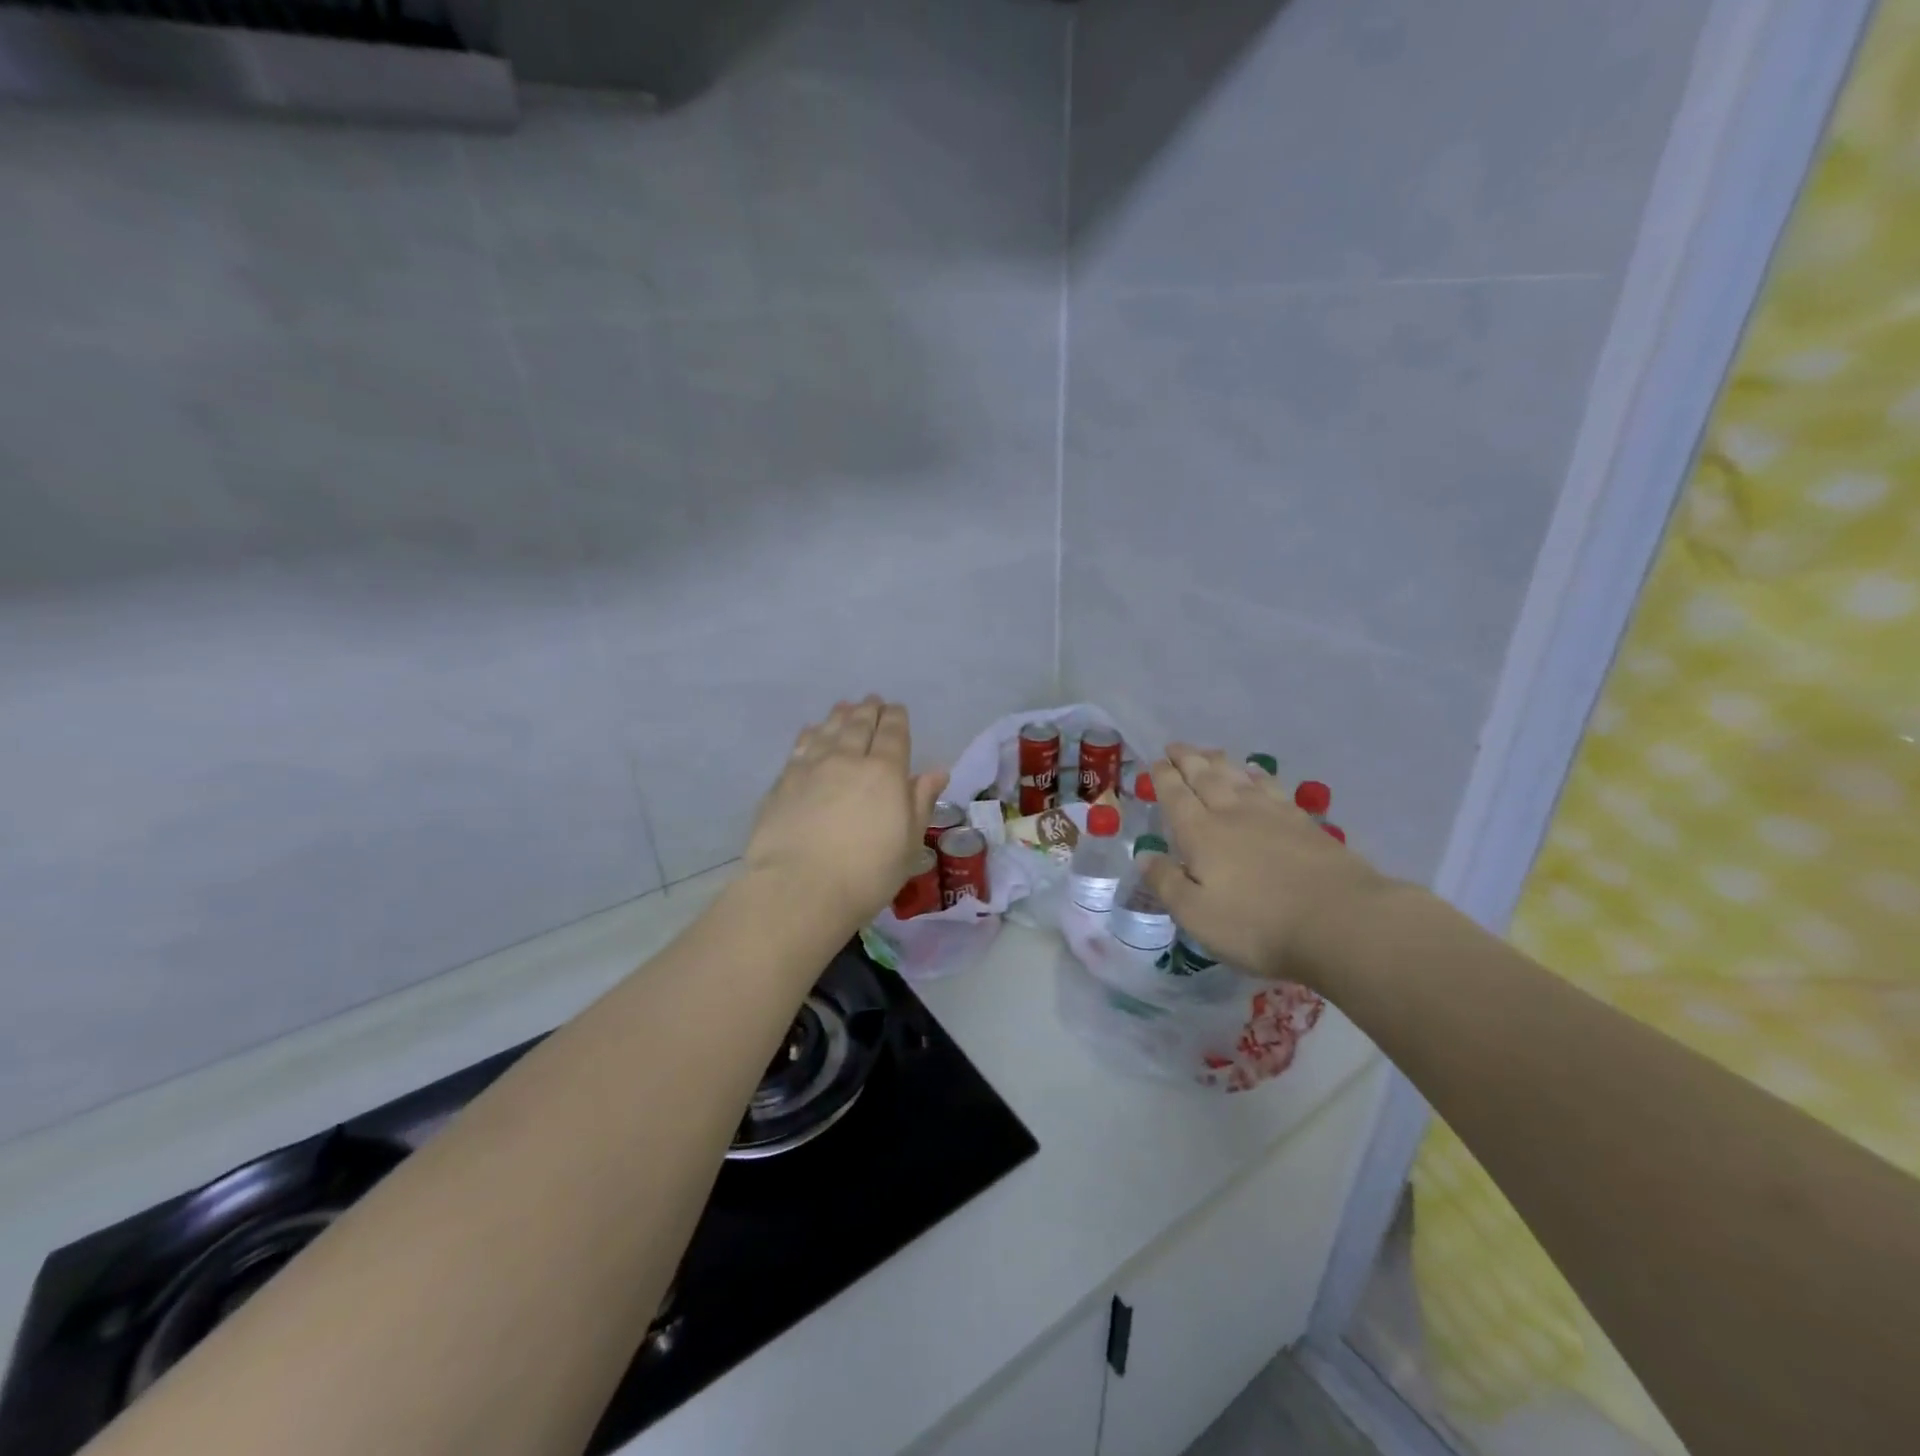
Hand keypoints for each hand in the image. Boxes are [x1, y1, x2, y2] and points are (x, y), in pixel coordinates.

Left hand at [744, 697, 949, 928]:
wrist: (799, 889)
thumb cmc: (866, 873)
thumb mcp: (908, 844)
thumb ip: (920, 802)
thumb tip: (937, 772)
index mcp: (885, 772)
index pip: (893, 733)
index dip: (896, 718)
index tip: (896, 709)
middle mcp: (848, 760)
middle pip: (859, 725)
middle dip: (869, 710)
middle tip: (872, 701)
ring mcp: (811, 767)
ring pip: (829, 730)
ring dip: (840, 716)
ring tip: (844, 707)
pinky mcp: (783, 782)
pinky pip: (801, 746)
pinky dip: (810, 733)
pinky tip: (811, 731)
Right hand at [1140, 744, 1394, 986]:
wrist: (1340, 922)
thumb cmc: (1257, 925)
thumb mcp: (1196, 914)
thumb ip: (1166, 882)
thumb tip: (1144, 855)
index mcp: (1201, 834)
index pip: (1176, 796)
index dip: (1163, 778)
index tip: (1155, 762)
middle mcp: (1232, 814)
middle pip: (1206, 778)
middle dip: (1188, 760)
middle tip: (1176, 746)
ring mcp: (1272, 815)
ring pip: (1239, 777)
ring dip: (1220, 762)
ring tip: (1209, 752)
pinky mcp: (1304, 823)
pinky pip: (1273, 787)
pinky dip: (1258, 775)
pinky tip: (1256, 772)